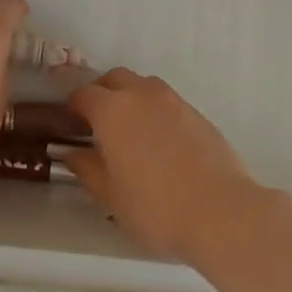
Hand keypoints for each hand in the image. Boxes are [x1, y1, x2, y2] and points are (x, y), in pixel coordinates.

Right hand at [66, 70, 264, 262]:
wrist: (221, 211)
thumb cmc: (156, 207)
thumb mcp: (111, 196)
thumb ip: (87, 169)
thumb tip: (73, 153)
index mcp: (113, 111)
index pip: (84, 95)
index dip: (73, 107)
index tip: (70, 125)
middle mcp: (142, 95)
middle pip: (115, 79)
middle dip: (102, 94)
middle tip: (98, 124)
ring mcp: (174, 101)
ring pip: (144, 86)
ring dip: (130, 98)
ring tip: (130, 131)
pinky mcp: (198, 113)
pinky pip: (167, 101)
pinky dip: (155, 111)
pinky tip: (159, 142)